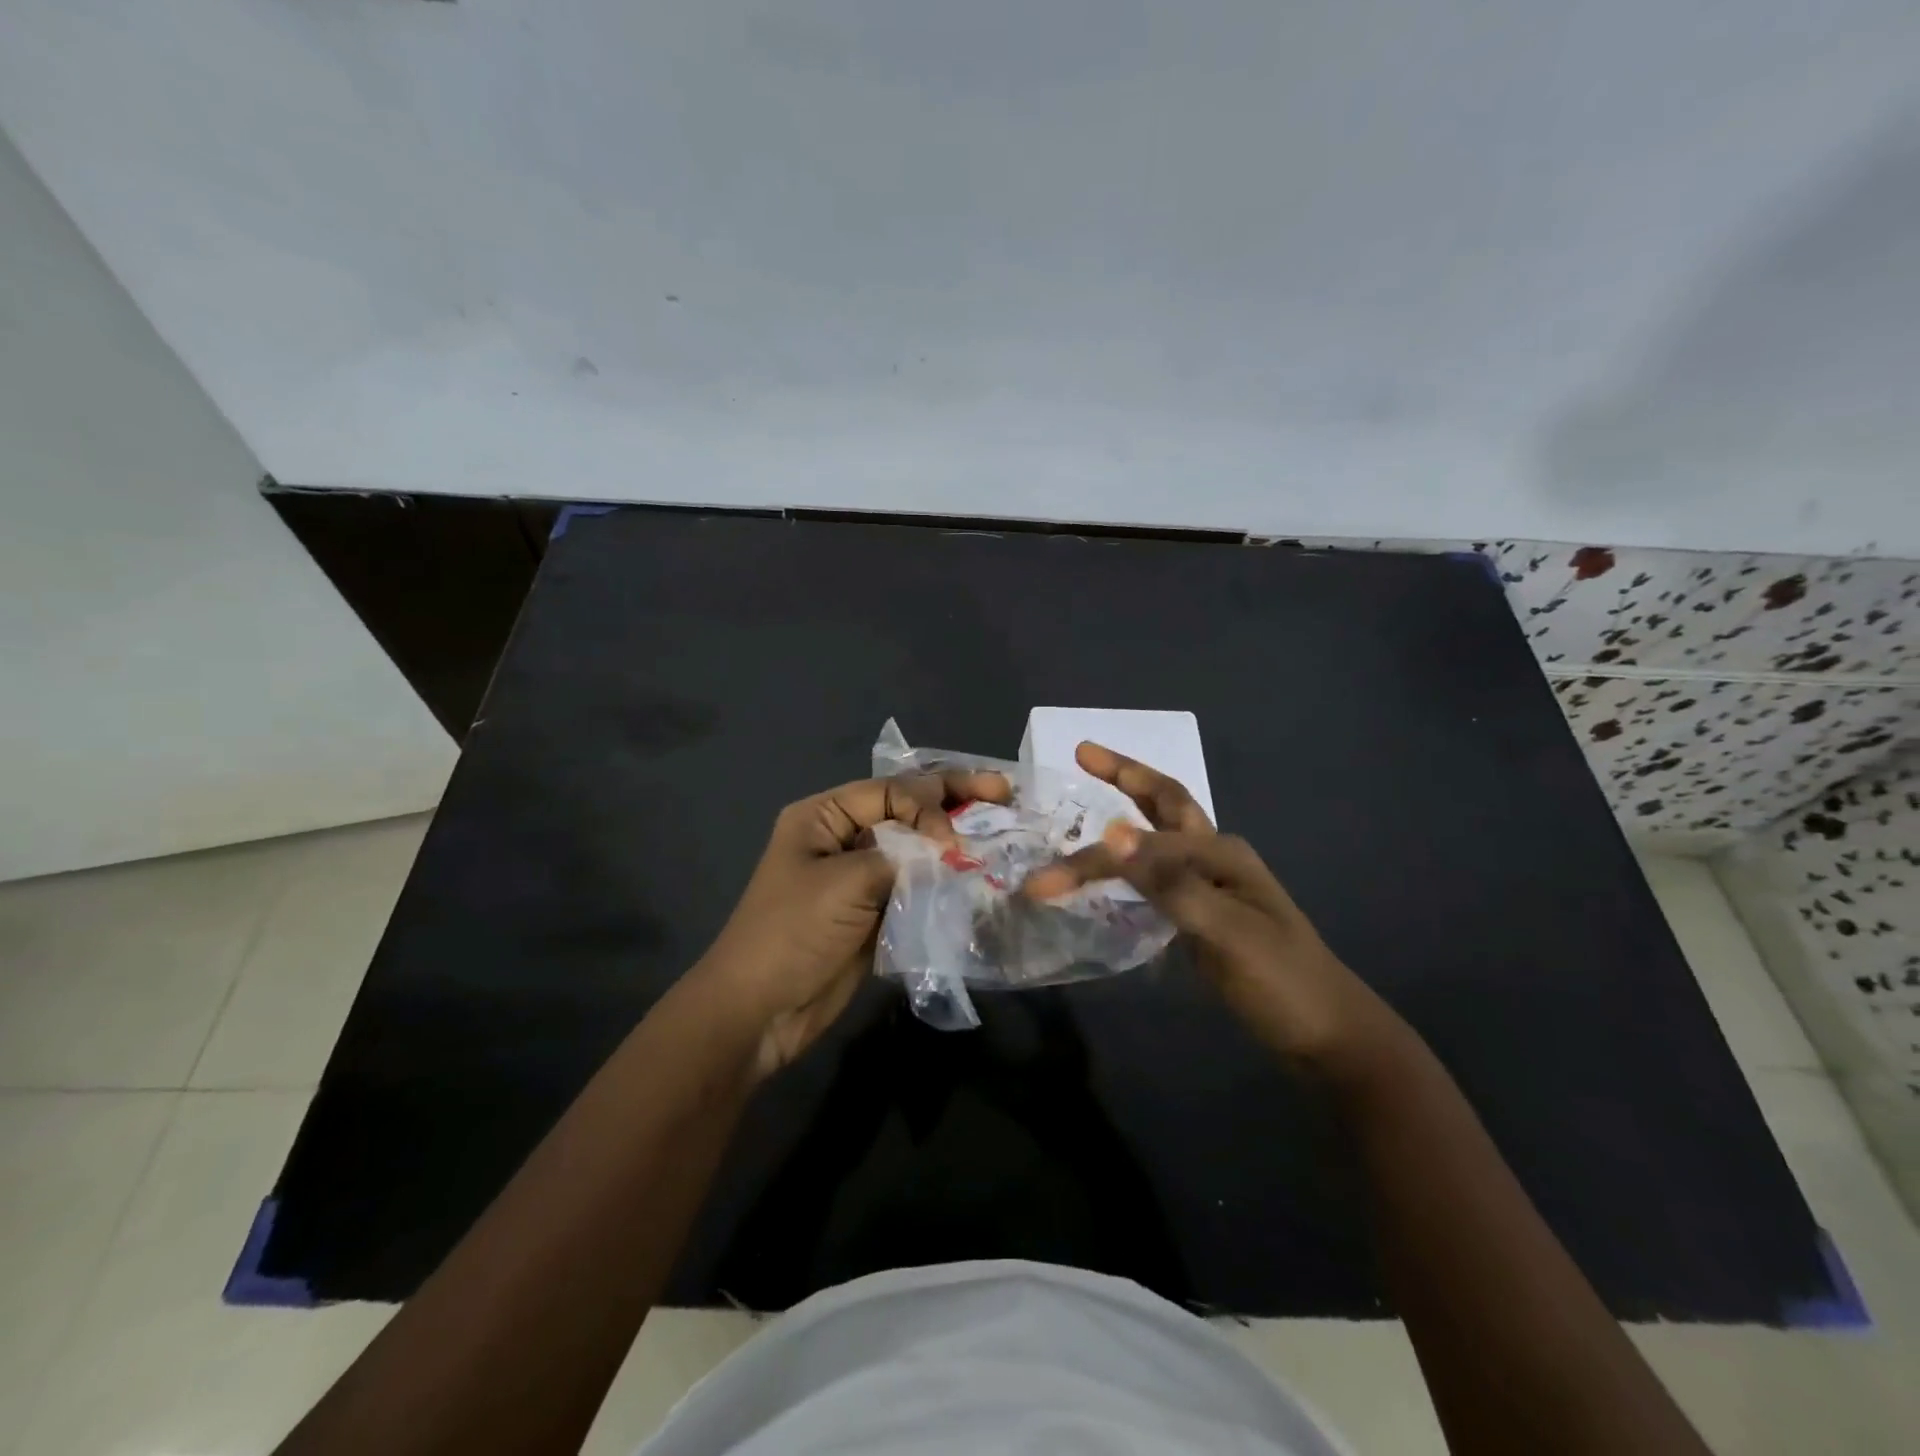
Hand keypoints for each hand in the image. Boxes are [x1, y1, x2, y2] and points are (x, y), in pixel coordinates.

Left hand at [695, 769, 1010, 1077]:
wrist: (759, 1011)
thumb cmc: (792, 933)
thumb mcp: (845, 882)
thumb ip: (901, 856)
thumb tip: (950, 846)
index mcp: (824, 816)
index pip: (890, 791)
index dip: (929, 804)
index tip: (954, 839)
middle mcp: (843, 837)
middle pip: (905, 811)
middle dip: (953, 801)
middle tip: (1003, 790)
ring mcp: (860, 877)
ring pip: (915, 849)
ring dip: (953, 844)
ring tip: (1001, 833)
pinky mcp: (874, 912)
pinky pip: (915, 886)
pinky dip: (944, 881)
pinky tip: (977, 878)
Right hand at [1025, 742, 1408, 1081]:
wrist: (1328, 1035)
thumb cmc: (1282, 982)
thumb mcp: (1227, 933)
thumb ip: (1170, 882)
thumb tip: (1113, 833)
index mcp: (1220, 852)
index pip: (1143, 841)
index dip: (1093, 857)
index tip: (1043, 880)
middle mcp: (1214, 857)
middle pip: (1163, 803)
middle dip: (1124, 775)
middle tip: (1083, 753)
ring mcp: (1210, 885)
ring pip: (1158, 836)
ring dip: (1125, 812)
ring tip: (1088, 798)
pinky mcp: (1202, 913)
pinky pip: (1156, 874)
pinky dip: (1128, 862)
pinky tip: (1109, 869)